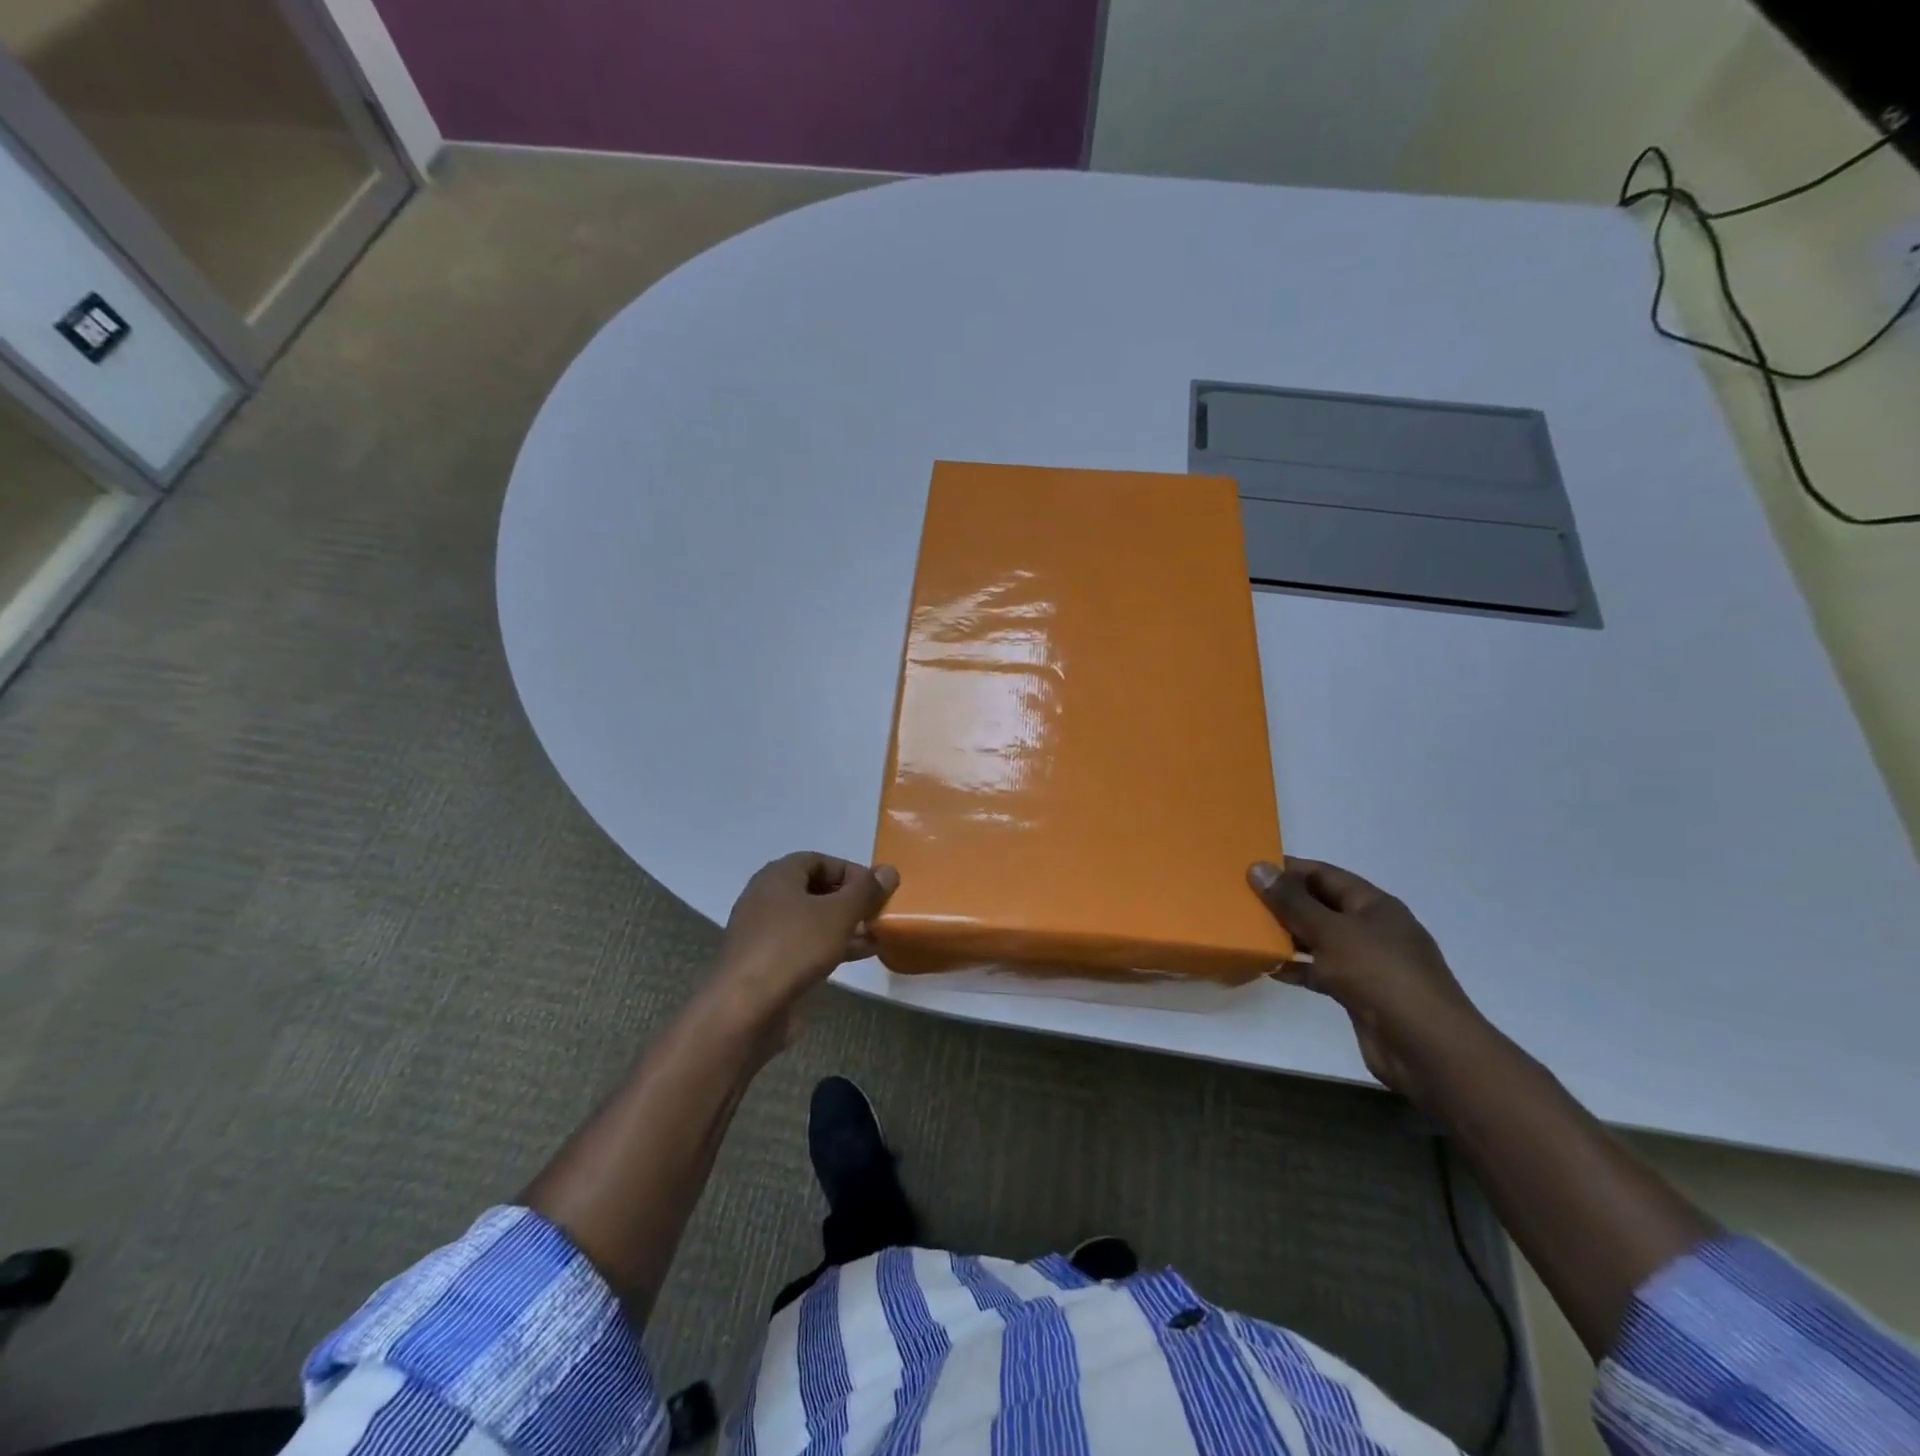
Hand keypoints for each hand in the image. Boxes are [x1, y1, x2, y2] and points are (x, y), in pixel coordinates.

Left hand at [715, 853, 898, 1035]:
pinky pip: (804, 946)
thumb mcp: (838, 915)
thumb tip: (889, 871)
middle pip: (816, 890)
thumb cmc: (793, 948)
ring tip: (876, 936)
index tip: (877, 890)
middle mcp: (767, 899)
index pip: (820, 860)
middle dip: (850, 901)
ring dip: (844, 926)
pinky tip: (857, 956)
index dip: (851, 871)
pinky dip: (830, 946)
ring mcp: (764, 933)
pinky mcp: (766, 964)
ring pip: (812, 921)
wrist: (744, 1010)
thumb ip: (866, 892)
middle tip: (878, 914)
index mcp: (778, 876)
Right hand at [1249, 858, 1484, 1101]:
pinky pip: (1321, 972)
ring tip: (1248, 932)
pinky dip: (1298, 969)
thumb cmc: (1380, 975)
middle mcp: (1372, 929)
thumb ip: (1293, 902)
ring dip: (1288, 936)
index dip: (1289, 869)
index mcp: (1374, 905)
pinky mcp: (1359, 994)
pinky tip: (1269, 969)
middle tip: (1241, 899)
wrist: (1426, 1047)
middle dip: (1284, 902)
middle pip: (1321, 906)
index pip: (1325, 875)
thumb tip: (1258, 867)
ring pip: (1319, 940)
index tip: (1251, 868)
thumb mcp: (1332, 932)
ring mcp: (1367, 963)